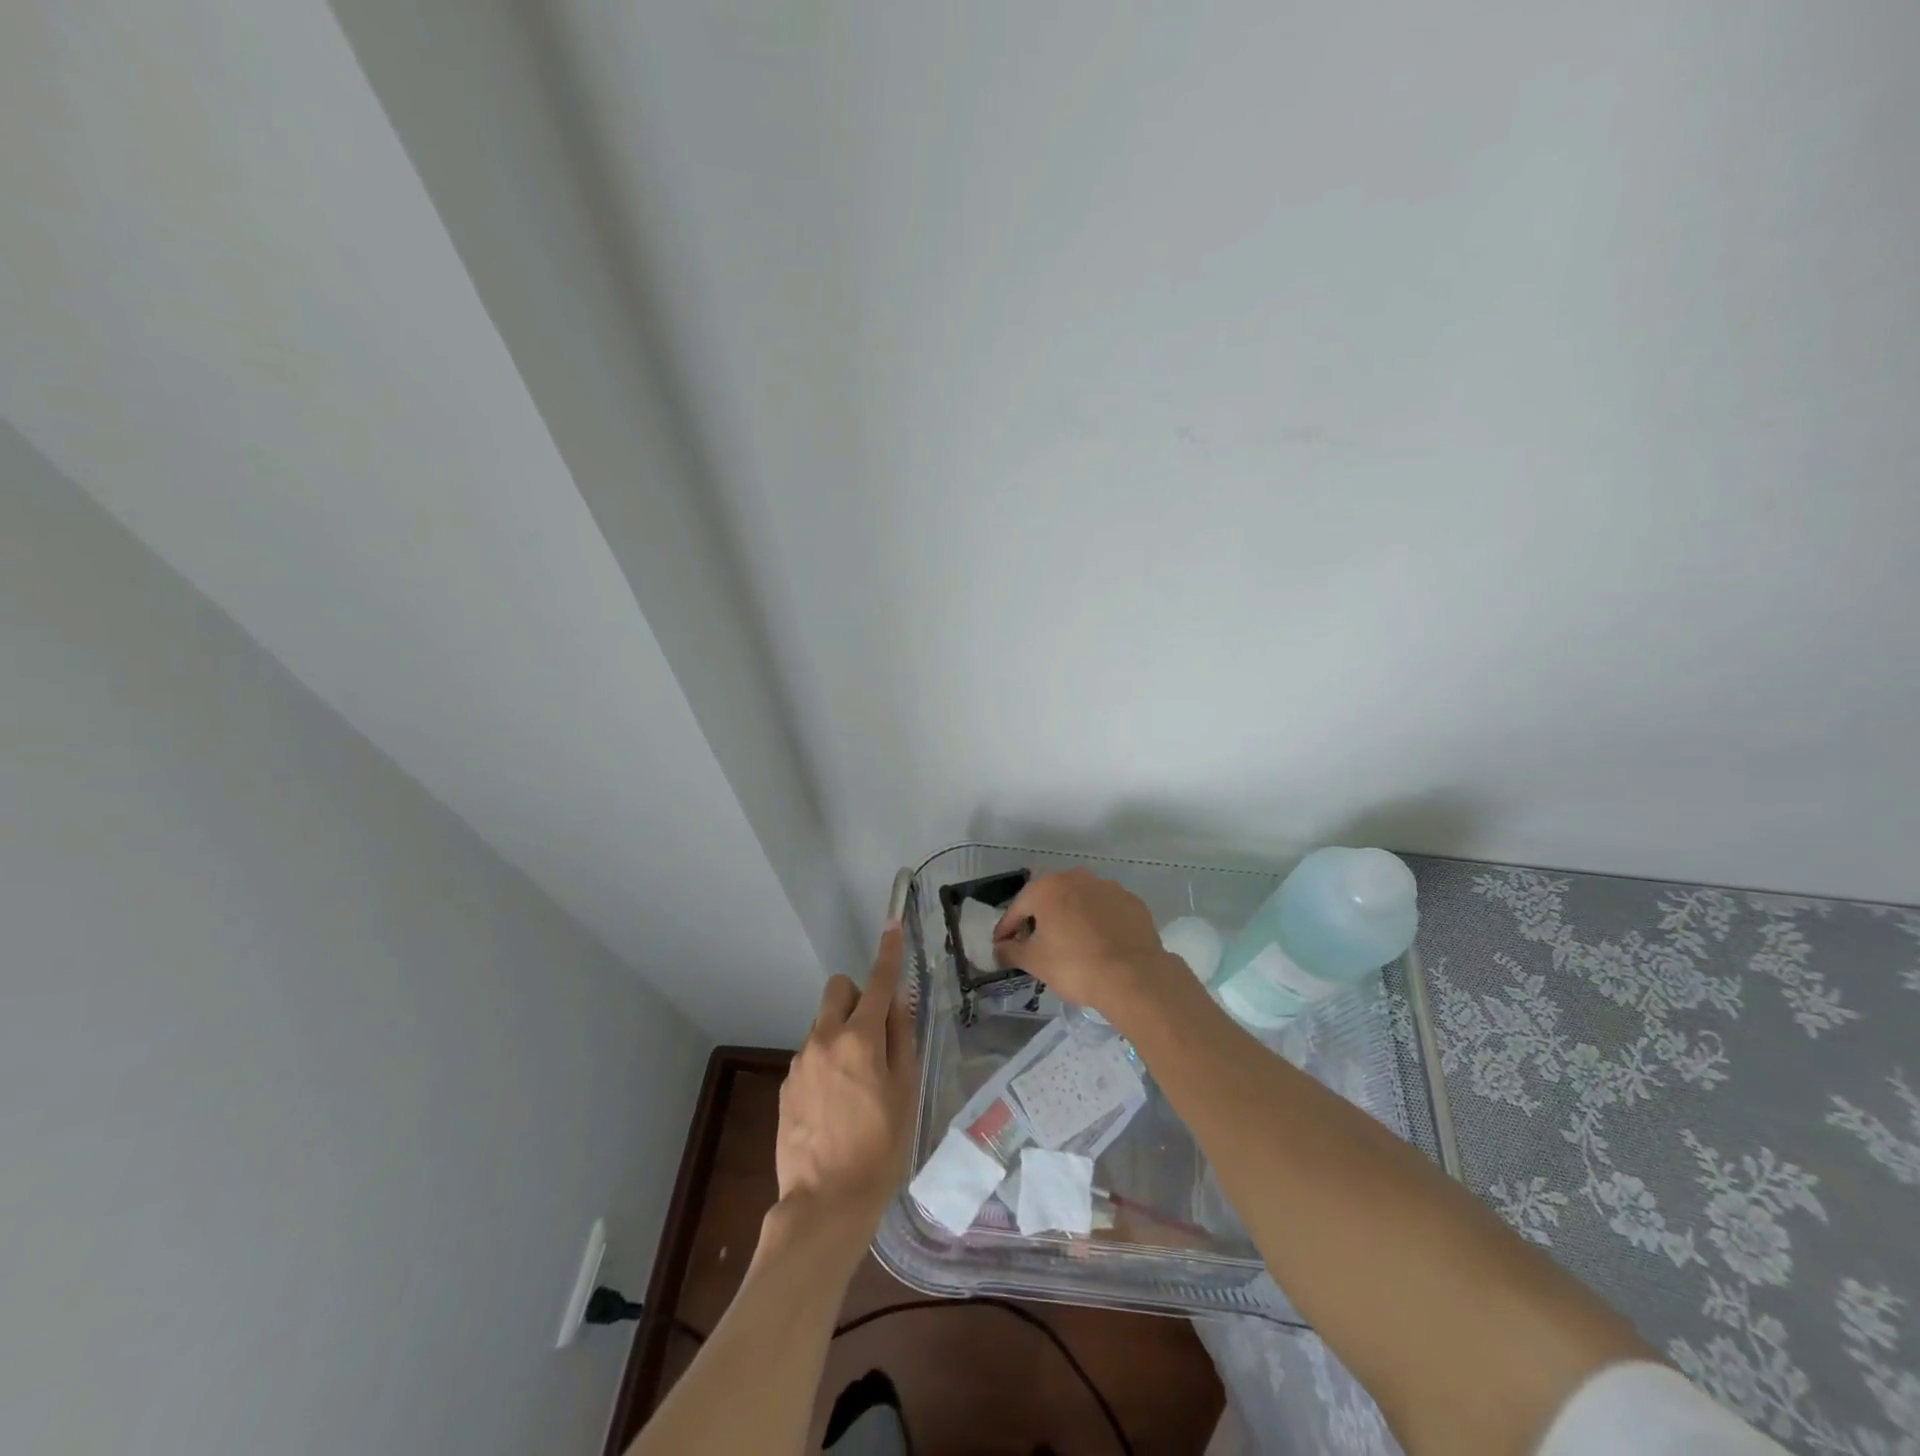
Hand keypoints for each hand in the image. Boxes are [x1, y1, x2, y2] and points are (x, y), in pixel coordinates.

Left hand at [768, 924, 917, 1267]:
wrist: (824, 1205)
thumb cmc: (879, 1150)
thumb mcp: (905, 1093)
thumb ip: (900, 1039)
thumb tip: (898, 1002)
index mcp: (859, 1039)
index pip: (878, 982)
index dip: (888, 953)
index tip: (892, 926)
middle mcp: (824, 1039)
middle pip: (837, 989)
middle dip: (856, 996)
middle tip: (874, 1032)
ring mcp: (800, 1061)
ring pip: (823, 1024)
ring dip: (841, 1033)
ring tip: (857, 1083)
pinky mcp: (786, 1084)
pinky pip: (811, 1054)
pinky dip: (826, 1061)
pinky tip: (835, 1104)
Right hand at [992, 869, 1187, 1018]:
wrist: (1134, 976)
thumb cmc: (1074, 965)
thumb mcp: (1034, 962)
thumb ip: (1011, 951)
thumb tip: (1000, 948)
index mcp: (1048, 888)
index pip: (1018, 907)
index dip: (1007, 928)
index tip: (1003, 945)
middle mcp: (1077, 878)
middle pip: (1049, 898)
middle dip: (1040, 918)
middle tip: (1035, 944)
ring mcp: (1108, 887)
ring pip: (1080, 901)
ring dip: (1071, 917)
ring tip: (1070, 944)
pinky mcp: (1132, 902)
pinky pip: (1106, 910)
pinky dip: (1098, 922)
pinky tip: (1099, 944)